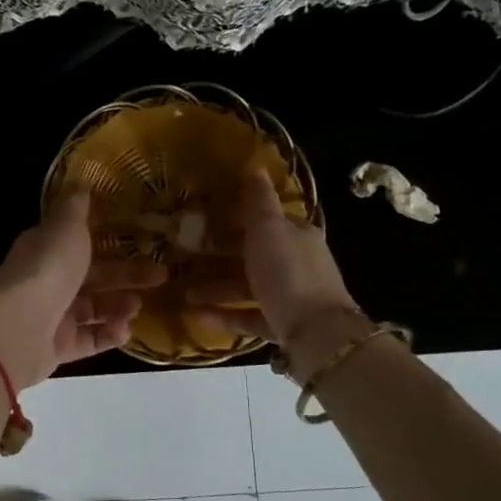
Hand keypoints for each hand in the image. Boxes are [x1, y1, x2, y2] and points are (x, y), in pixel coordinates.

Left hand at [0, 191, 165, 391]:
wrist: (18, 328)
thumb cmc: (48, 269)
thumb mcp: (66, 227)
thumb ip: (76, 207)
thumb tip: (80, 181)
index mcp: (46, 248)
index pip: (78, 239)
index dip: (107, 236)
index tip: (141, 236)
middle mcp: (47, 280)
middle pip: (92, 275)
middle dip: (126, 274)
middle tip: (161, 274)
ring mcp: (51, 316)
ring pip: (92, 309)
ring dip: (118, 305)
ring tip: (139, 305)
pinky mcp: (57, 347)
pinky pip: (88, 340)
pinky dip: (108, 335)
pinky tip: (126, 331)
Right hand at [186, 167, 362, 357]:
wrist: (318, 336)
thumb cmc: (289, 273)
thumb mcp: (269, 229)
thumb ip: (259, 200)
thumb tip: (255, 165)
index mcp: (297, 235)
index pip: (265, 220)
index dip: (234, 216)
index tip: (202, 217)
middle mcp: (297, 263)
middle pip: (252, 254)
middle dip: (218, 254)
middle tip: (183, 255)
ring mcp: (291, 297)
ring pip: (247, 287)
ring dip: (215, 287)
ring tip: (182, 290)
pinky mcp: (282, 326)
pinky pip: (248, 316)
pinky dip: (223, 314)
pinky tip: (195, 314)